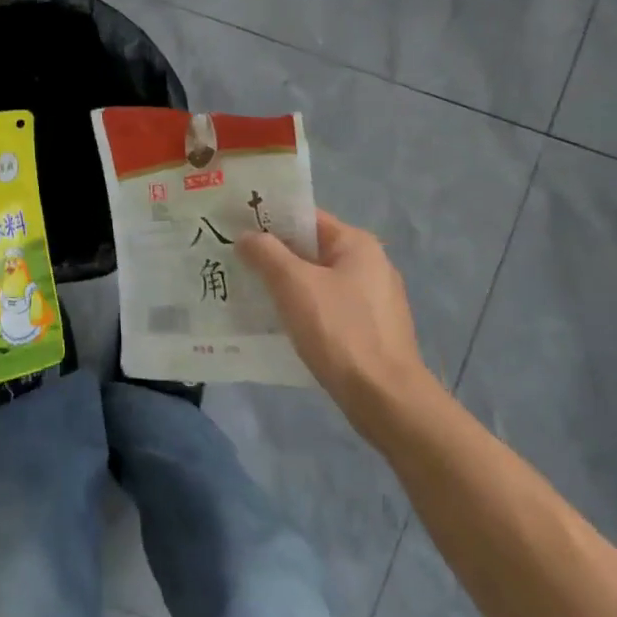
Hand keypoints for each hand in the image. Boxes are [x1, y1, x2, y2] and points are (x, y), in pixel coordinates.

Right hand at [237, 211, 441, 430]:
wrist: (384, 397)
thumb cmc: (339, 330)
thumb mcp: (293, 284)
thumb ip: (266, 253)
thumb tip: (246, 237)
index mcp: (357, 244)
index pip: (306, 218)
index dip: (269, 220)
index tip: (234, 227)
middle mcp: (369, 265)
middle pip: (310, 250)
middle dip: (272, 255)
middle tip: (232, 260)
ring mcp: (372, 300)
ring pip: (315, 281)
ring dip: (283, 285)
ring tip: (246, 291)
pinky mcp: (368, 330)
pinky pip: (325, 308)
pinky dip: (300, 309)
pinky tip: (276, 322)